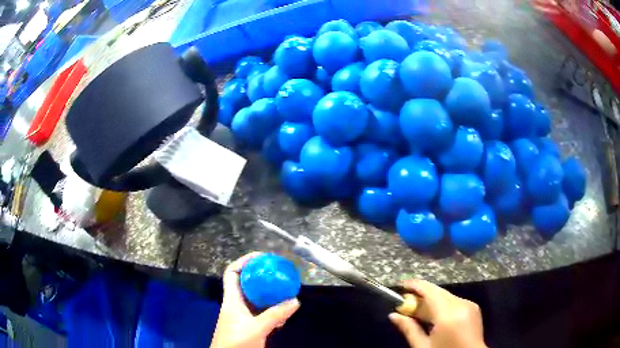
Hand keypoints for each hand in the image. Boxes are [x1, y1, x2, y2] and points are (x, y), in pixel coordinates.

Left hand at [210, 252, 300, 347]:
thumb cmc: (236, 342)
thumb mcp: (257, 328)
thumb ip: (275, 315)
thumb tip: (295, 300)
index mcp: (232, 300)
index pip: (232, 273)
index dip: (244, 262)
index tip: (261, 257)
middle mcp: (237, 304)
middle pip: (247, 284)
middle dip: (262, 277)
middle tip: (278, 273)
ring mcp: (243, 316)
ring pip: (256, 299)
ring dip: (270, 296)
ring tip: (285, 292)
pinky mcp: (250, 326)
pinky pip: (262, 313)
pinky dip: (272, 311)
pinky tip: (284, 314)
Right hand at [389, 280, 486, 347]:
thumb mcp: (423, 347)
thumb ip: (409, 330)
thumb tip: (393, 316)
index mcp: (448, 315)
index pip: (430, 291)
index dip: (414, 285)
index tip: (401, 285)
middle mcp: (461, 304)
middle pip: (438, 292)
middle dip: (421, 295)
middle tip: (404, 305)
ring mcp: (470, 305)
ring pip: (446, 296)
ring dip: (431, 300)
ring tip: (417, 313)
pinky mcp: (474, 308)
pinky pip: (454, 301)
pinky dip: (441, 305)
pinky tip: (433, 317)